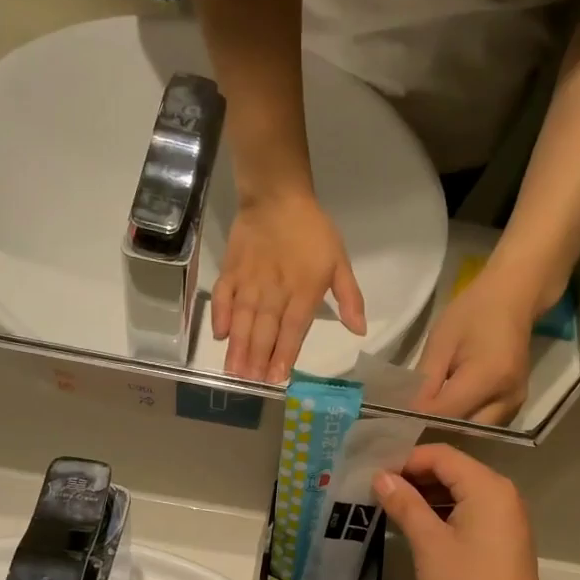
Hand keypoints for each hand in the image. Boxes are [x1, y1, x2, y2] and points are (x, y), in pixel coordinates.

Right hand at [213, 193, 366, 382]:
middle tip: (251, 383)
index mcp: (303, 291)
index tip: (278, 378)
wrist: (277, 196)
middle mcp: (274, 291)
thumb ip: (350, 298)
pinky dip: (220, 315)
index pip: (293, 329)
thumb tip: (359, 330)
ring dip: (239, 346)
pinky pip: (223, 296)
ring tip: (234, 372)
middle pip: (265, 330)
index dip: (285, 354)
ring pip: (243, 319)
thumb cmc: (312, 231)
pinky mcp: (231, 270)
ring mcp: (249, 281)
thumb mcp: (339, 261)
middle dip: (258, 358)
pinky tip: (220, 335)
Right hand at [371, 445, 561, 579]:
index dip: (406, 460)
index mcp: (487, 486)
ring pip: (460, 491)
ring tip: (391, 508)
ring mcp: (506, 516)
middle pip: (452, 469)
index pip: (441, 455)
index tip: (374, 476)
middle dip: (414, 477)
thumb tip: (381, 477)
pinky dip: (443, 512)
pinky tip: (417, 526)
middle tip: (377, 491)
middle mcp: (501, 492)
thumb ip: (405, 504)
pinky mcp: (503, 537)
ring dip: (427, 496)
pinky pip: (470, 510)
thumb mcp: (429, 544)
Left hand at [417, 271, 535, 423]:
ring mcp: (516, 404)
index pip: (446, 413)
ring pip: (475, 432)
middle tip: (406, 424)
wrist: (513, 298)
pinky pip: (485, 424)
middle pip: (463, 430)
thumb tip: (407, 412)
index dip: (419, 419)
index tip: (393, 420)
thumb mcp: (441, 341)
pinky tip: (444, 414)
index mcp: (489, 377)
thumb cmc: (473, 312)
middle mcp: (508, 398)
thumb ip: (425, 380)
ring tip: (422, 420)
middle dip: (434, 430)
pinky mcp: (516, 405)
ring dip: (448, 430)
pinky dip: (463, 423)